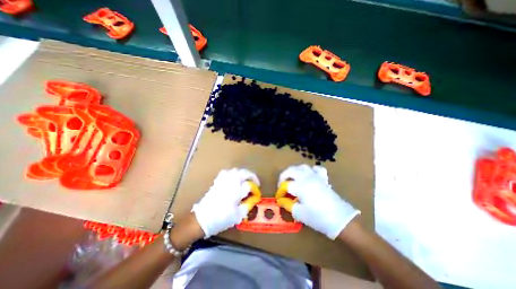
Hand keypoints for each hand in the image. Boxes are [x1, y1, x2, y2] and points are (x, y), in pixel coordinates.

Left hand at [191, 169, 259, 238]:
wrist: (202, 219)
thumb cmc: (221, 219)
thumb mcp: (238, 215)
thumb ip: (248, 205)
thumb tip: (254, 198)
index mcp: (236, 191)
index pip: (249, 185)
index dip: (255, 188)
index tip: (256, 193)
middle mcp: (231, 183)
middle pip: (244, 173)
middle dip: (251, 176)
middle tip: (254, 182)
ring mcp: (223, 180)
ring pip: (235, 170)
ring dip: (242, 173)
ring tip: (245, 179)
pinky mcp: (217, 181)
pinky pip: (226, 172)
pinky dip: (232, 173)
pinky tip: (233, 178)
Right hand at [279, 165, 359, 239]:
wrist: (340, 220)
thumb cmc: (318, 217)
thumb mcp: (300, 214)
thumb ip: (289, 205)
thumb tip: (282, 201)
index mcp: (300, 186)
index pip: (286, 185)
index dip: (280, 191)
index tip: (279, 198)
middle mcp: (306, 177)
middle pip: (291, 170)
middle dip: (284, 176)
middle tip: (282, 185)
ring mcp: (316, 176)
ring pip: (302, 167)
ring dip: (295, 171)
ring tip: (293, 179)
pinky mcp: (323, 178)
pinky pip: (317, 169)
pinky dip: (311, 170)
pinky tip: (310, 176)